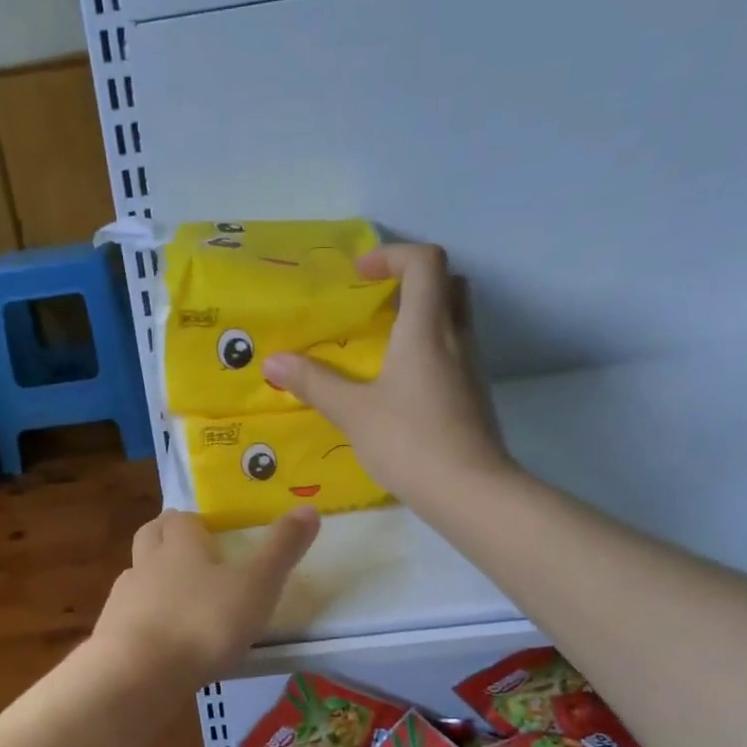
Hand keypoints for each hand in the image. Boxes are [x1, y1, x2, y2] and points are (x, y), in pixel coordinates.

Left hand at [93, 508, 318, 680]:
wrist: (139, 674)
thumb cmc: (204, 622)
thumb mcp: (257, 585)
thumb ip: (282, 549)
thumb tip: (309, 508)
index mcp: (180, 544)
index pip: (181, 518)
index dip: (194, 522)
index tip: (210, 533)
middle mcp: (147, 562)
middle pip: (150, 536)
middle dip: (165, 537)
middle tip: (188, 552)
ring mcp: (124, 598)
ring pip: (136, 574)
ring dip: (152, 578)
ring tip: (176, 599)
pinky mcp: (111, 632)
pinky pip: (127, 614)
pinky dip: (143, 618)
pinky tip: (160, 638)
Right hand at [261, 243, 511, 507]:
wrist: (469, 491)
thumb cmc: (409, 441)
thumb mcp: (353, 412)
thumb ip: (314, 383)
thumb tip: (274, 362)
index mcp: (426, 329)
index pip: (425, 263)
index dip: (392, 255)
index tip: (359, 275)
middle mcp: (456, 338)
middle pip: (449, 283)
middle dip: (412, 281)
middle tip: (376, 303)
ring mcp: (470, 367)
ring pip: (453, 319)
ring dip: (420, 316)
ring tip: (379, 344)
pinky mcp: (472, 395)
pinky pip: (452, 352)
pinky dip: (427, 349)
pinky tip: (398, 383)